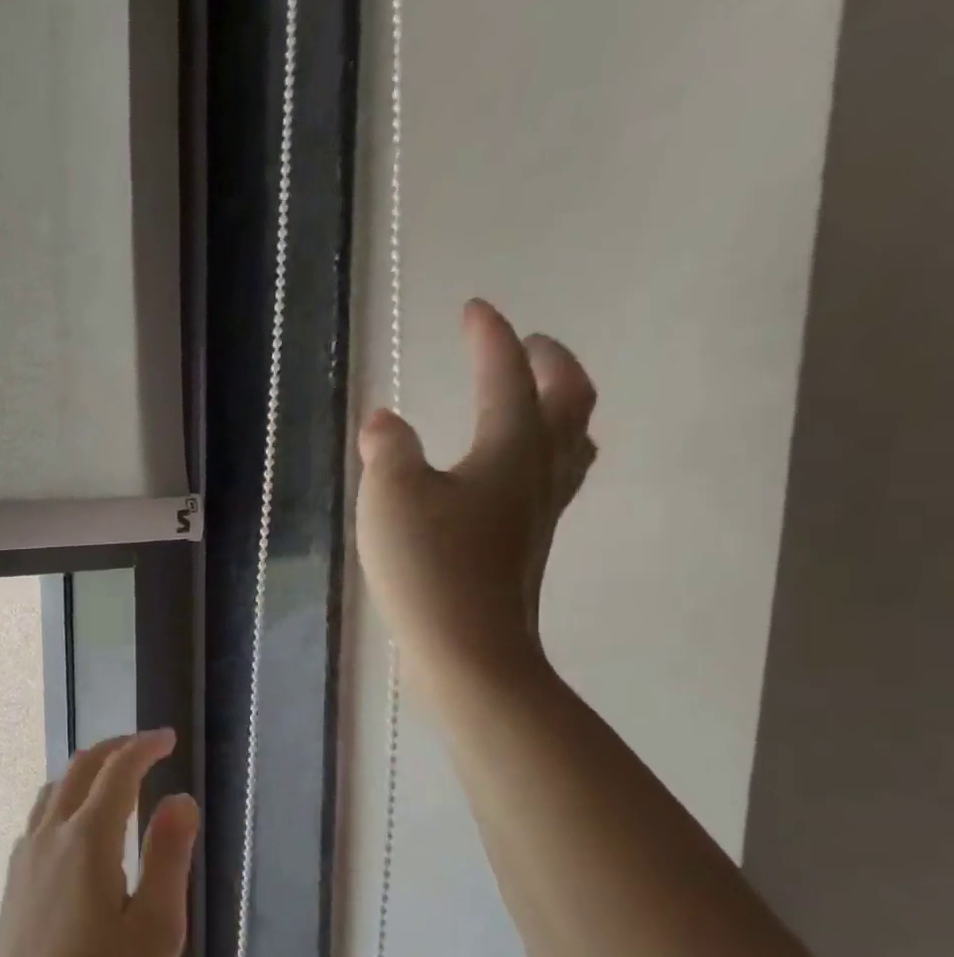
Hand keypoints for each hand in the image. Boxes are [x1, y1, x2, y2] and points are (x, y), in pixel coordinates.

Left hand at [0, 731, 199, 956]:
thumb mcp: (156, 927)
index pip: (117, 773)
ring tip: (112, 778)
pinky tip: (75, 827)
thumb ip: (168, 856)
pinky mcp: (14, 882)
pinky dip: (63, 799)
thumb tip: (179, 798)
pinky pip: (39, 819)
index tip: (166, 738)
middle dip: (113, 750)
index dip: (143, 748)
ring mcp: (25, 858)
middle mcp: (49, 836)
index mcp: (88, 840)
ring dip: (84, 773)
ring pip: (52, 792)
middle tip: (144, 746)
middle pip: (78, 771)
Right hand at [356, 298, 598, 687]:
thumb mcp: (390, 497)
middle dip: (548, 362)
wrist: (467, 648)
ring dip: (559, 405)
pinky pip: (552, 478)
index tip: (473, 309)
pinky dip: (542, 452)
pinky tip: (513, 471)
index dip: (489, 337)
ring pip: (571, 441)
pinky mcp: (527, 545)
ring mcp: (540, 511)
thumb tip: (384, 420)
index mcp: (509, 447)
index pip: (505, 375)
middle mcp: (538, 470)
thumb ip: (387, 449)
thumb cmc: (428, 567)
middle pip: (568, 399)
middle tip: (525, 343)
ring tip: (535, 397)